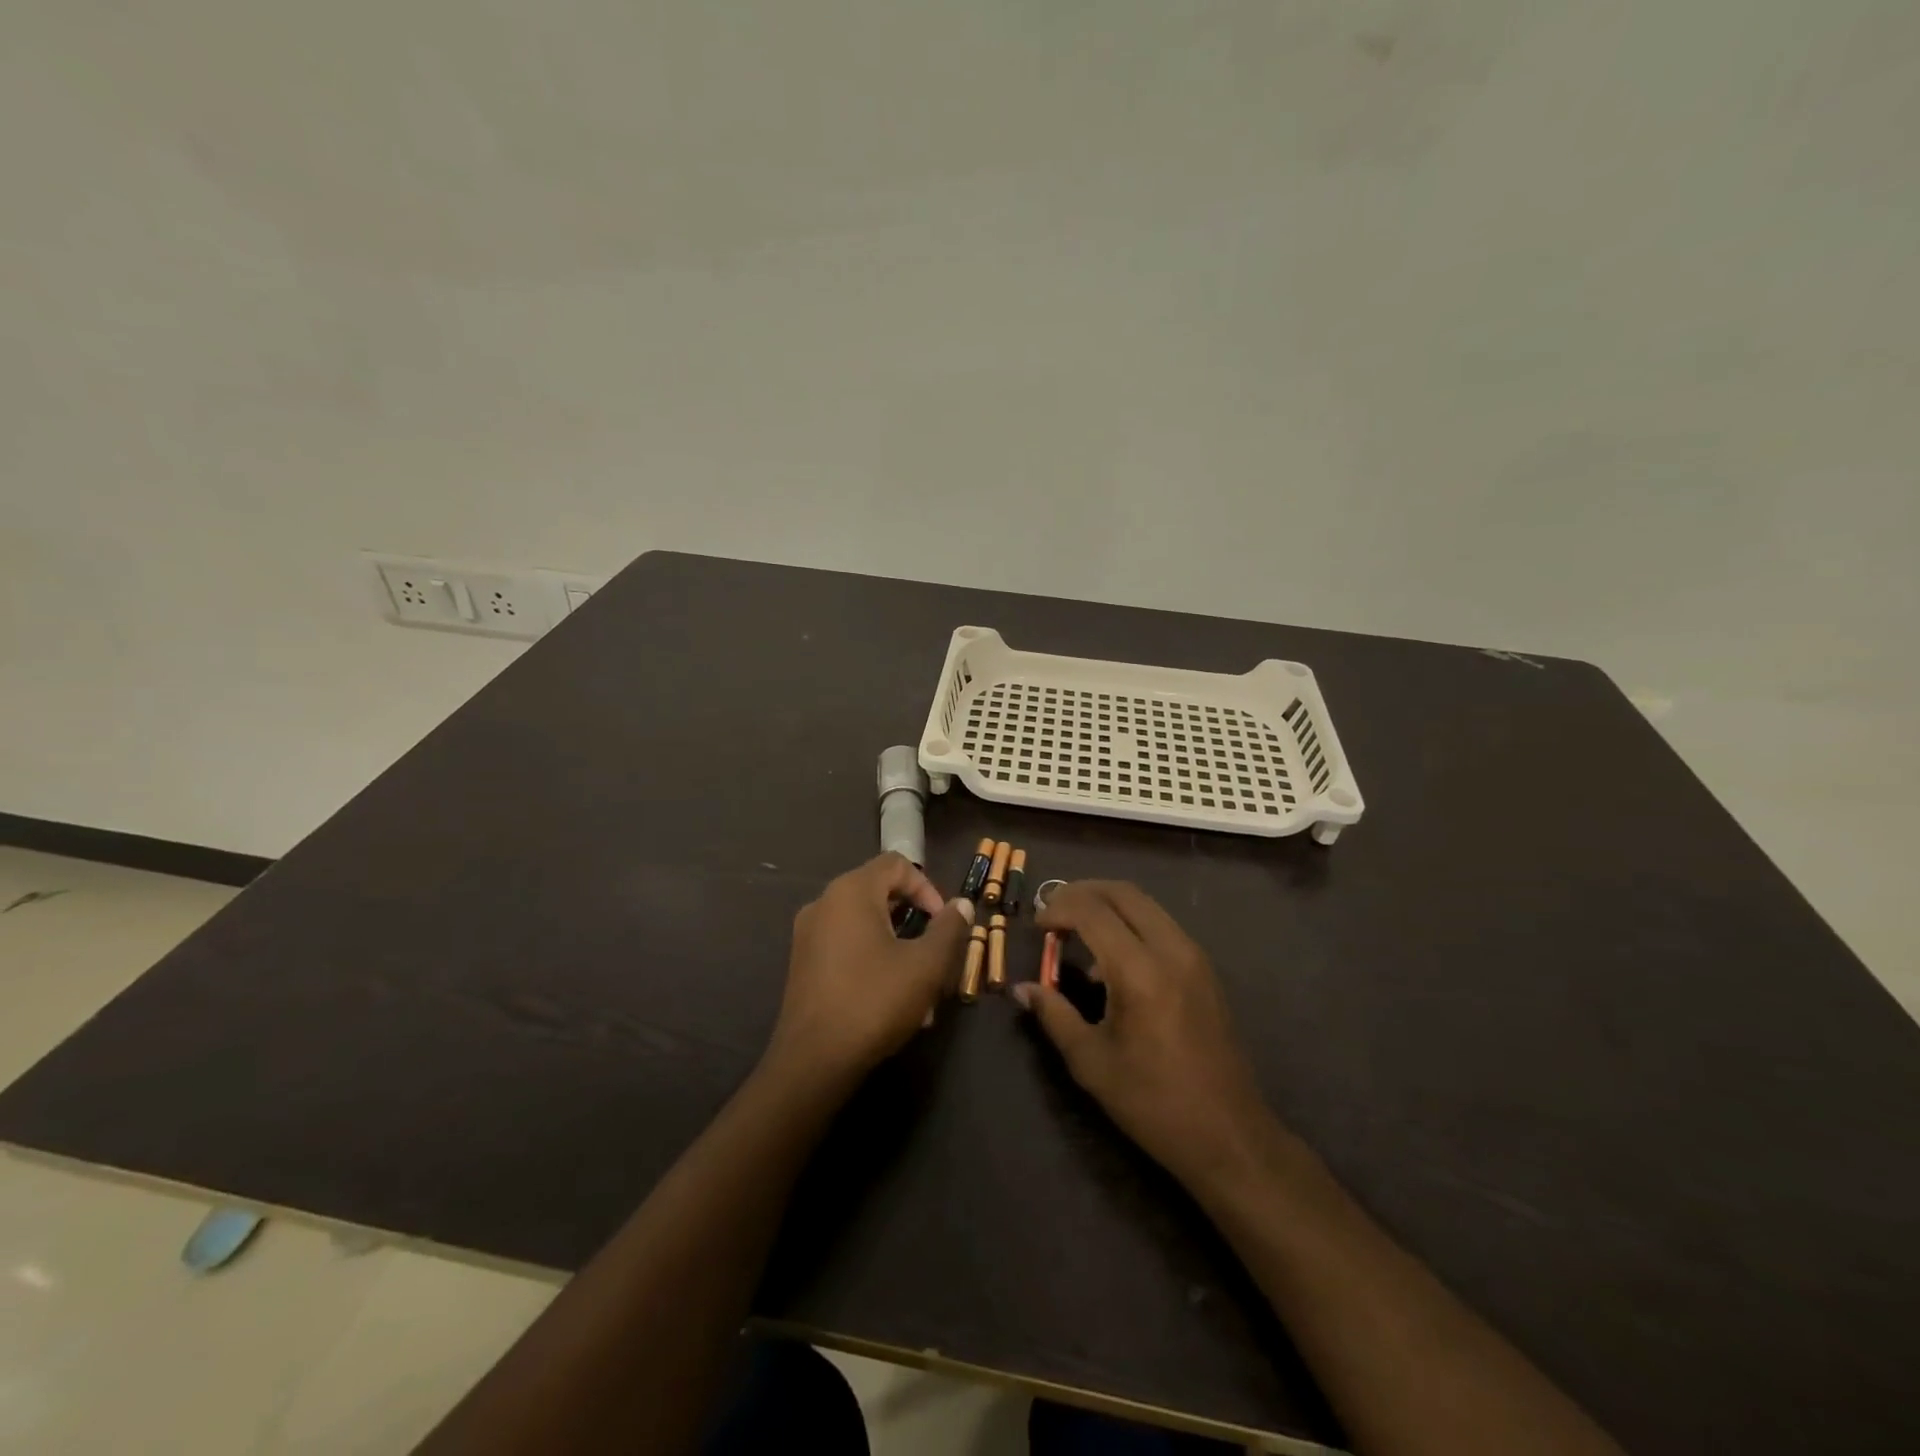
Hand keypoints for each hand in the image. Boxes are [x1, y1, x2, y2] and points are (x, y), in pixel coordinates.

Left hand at [765, 853, 973, 1087]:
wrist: (813, 1061)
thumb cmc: (874, 1001)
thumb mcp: (925, 966)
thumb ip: (948, 929)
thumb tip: (961, 904)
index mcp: (852, 891)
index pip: (897, 864)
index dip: (927, 887)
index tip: (944, 923)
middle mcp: (825, 903)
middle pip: (881, 893)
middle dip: (916, 922)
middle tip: (937, 955)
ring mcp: (809, 934)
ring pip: (866, 925)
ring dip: (899, 947)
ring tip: (922, 989)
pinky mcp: (803, 963)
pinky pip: (847, 946)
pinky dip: (874, 960)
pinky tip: (894, 1001)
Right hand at [1015, 881, 1274, 1192]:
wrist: (1229, 1136)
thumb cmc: (1153, 1103)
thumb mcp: (1091, 1062)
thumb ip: (1054, 1015)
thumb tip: (1022, 988)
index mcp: (1139, 972)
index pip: (1092, 912)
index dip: (1058, 908)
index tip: (1036, 926)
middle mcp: (1171, 950)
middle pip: (1122, 892)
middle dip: (1082, 893)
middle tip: (1052, 913)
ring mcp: (1194, 956)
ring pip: (1145, 904)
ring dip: (1107, 905)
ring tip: (1076, 933)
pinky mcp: (1205, 969)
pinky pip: (1161, 925)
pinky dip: (1130, 923)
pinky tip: (1111, 961)